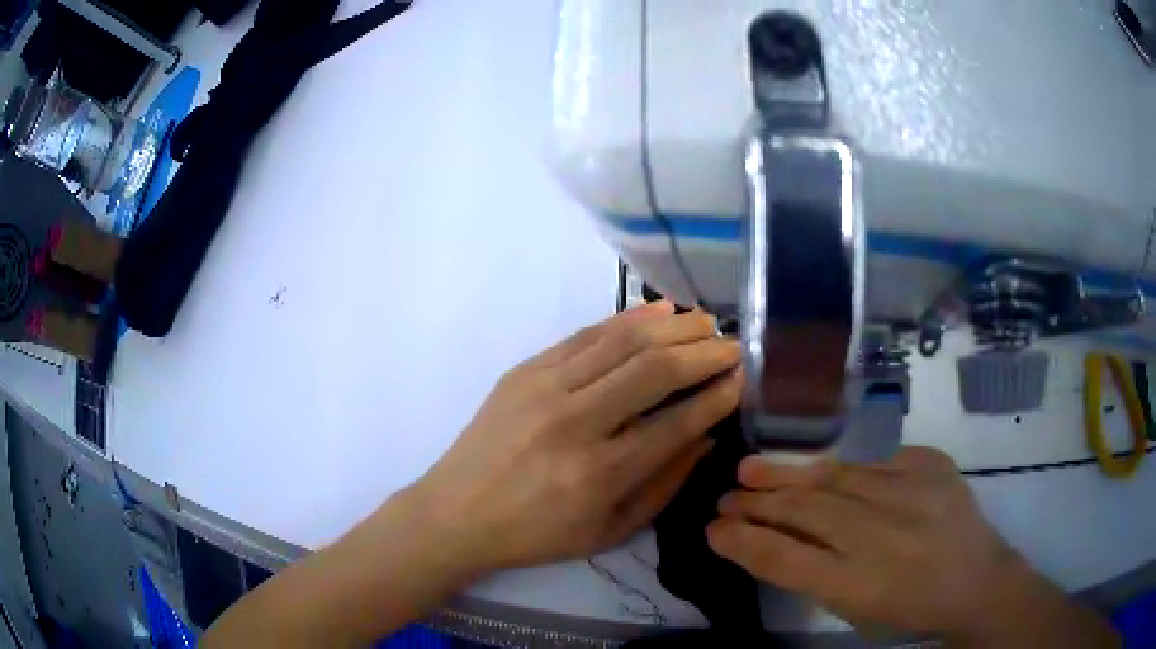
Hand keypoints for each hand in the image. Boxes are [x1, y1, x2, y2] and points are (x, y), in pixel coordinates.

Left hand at [405, 301, 740, 575]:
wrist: (456, 512)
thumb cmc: (535, 534)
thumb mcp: (608, 532)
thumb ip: (664, 485)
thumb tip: (708, 436)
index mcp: (599, 474)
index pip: (677, 423)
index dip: (718, 396)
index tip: (743, 378)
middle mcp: (575, 423)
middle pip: (655, 370)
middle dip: (705, 352)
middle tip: (734, 345)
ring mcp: (545, 388)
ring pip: (623, 341)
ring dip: (673, 326)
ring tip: (705, 322)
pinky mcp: (524, 370)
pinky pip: (586, 334)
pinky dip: (627, 319)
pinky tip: (658, 312)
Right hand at [707, 447, 1117, 645]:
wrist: (978, 583)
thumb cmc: (911, 612)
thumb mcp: (856, 613)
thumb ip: (816, 578)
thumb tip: (773, 543)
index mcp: (856, 585)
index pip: (783, 560)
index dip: (743, 542)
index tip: (713, 529)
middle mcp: (879, 536)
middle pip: (804, 513)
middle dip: (757, 503)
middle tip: (725, 495)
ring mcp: (908, 494)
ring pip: (834, 478)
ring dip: (789, 474)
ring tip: (753, 468)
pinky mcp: (931, 466)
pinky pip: (876, 462)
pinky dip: (844, 468)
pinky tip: (823, 471)